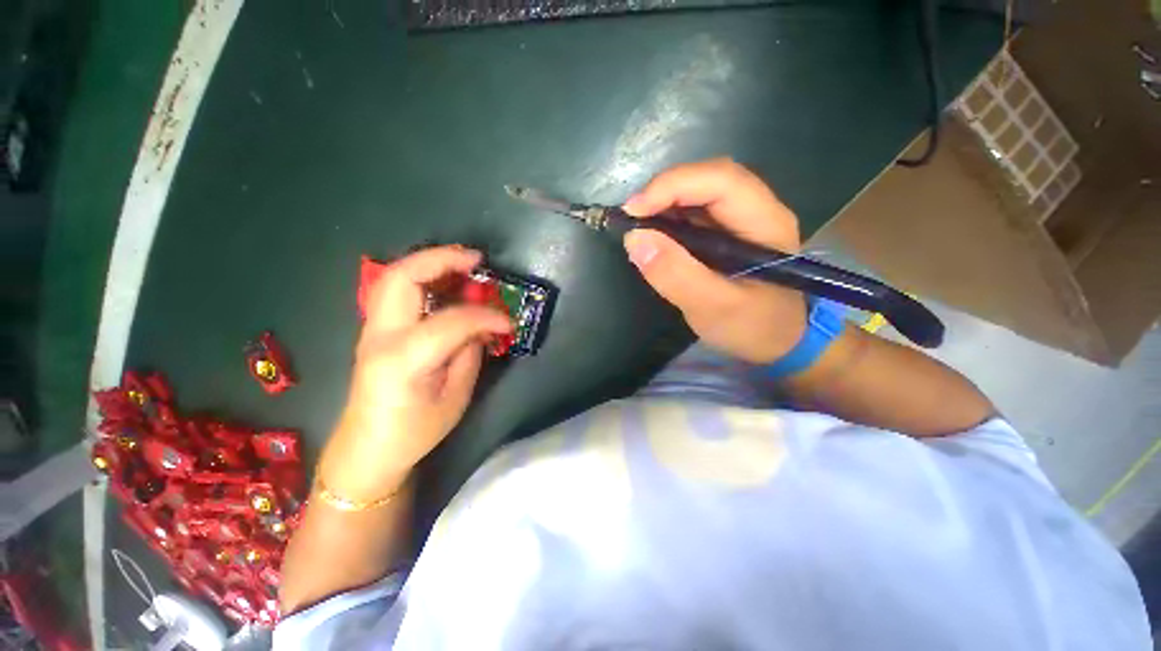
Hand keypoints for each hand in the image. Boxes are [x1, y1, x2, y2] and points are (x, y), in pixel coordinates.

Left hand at [317, 245, 511, 502]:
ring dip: (431, 262)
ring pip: (394, 277)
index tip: (508, 321)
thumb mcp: (454, 397)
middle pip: (402, 277)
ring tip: (464, 264)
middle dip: (441, 259)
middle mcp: (380, 336)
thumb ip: (469, 353)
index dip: (485, 315)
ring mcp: (372, 330)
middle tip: (476, 260)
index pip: (450, 321)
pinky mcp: (375, 330)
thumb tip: (483, 325)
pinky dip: (424, 277)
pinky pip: (397, 291)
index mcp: (403, 360)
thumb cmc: (414, 432)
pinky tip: (446, 282)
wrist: (368, 449)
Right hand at [622, 158, 807, 363]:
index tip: (633, 211)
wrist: (777, 342)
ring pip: (700, 191)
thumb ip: (676, 275)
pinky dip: (669, 216)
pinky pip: (694, 211)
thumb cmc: (753, 327)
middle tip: (631, 216)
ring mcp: (741, 219)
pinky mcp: (726, 231)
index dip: (674, 186)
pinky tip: (654, 233)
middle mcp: (757, 210)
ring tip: (637, 224)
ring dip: (664, 201)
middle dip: (665, 191)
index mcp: (765, 223)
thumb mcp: (713, 308)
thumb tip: (635, 239)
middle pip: (709, 178)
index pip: (721, 181)